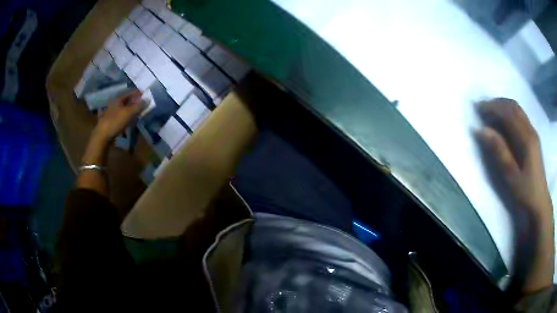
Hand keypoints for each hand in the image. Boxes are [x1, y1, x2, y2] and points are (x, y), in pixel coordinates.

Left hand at [92, 90, 144, 143]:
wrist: (103, 135)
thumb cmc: (115, 121)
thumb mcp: (129, 113)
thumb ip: (138, 106)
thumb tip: (147, 99)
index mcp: (118, 99)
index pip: (130, 93)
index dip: (138, 93)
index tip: (145, 93)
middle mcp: (115, 104)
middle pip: (127, 101)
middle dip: (135, 101)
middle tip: (143, 102)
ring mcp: (112, 113)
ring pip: (124, 108)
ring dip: (131, 109)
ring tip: (138, 111)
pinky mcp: (111, 121)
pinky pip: (122, 116)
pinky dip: (127, 116)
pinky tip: (130, 119)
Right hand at [475, 98, 551, 215]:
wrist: (540, 201)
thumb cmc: (526, 191)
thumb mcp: (511, 176)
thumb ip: (499, 151)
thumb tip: (482, 130)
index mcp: (526, 138)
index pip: (508, 113)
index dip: (492, 107)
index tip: (477, 108)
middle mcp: (530, 130)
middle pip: (513, 106)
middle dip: (497, 103)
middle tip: (482, 108)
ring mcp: (533, 132)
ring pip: (517, 109)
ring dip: (503, 106)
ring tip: (490, 111)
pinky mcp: (533, 137)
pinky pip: (520, 116)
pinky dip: (509, 112)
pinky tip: (503, 120)